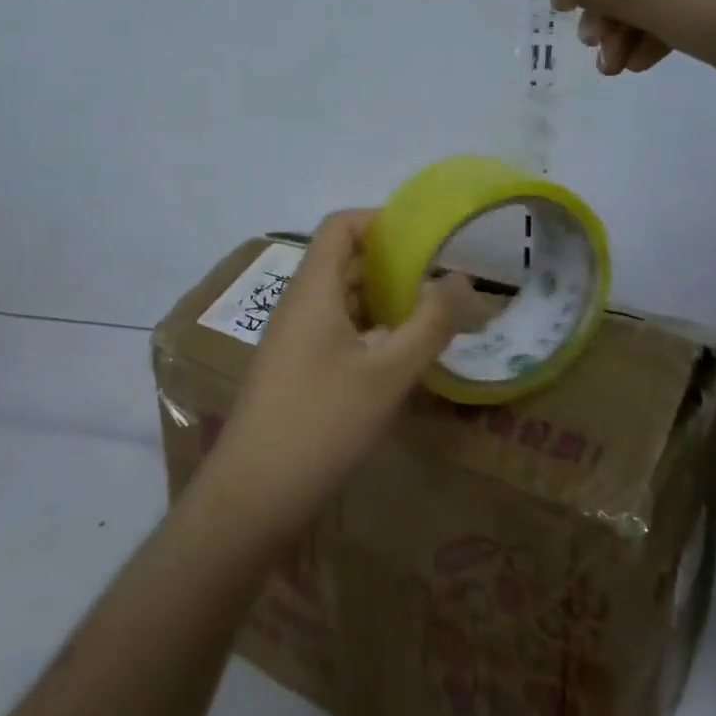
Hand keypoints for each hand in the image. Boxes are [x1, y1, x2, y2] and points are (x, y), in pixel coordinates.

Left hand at [195, 211, 488, 541]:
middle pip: (341, 260)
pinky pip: (334, 330)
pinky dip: (368, 329)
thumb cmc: (321, 423)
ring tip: (429, 312)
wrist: (252, 494)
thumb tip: (464, 279)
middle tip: (440, 276)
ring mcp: (292, 339)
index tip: (425, 236)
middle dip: (390, 261)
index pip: (340, 226)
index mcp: (312, 290)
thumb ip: (430, 324)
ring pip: (340, 298)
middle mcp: (298, 305)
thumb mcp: (387, 374)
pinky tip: (399, 355)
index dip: (380, 220)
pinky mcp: (294, 370)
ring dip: (381, 298)